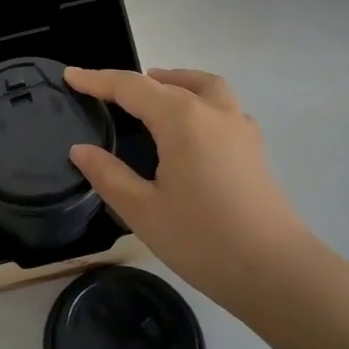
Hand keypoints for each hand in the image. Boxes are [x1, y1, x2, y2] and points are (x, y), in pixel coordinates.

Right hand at [64, 67, 317, 313]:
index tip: (70, 75)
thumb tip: (80, 149)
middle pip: (170, 81)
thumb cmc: (203, 240)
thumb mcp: (143, 210)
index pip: (131, 87)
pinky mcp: (254, 149)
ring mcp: (240, 128)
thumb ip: (108, 175)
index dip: (97, 79)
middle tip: (109, 92)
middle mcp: (213, 112)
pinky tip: (190, 132)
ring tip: (154, 96)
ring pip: (206, 86)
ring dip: (177, 82)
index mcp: (181, 119)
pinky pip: (222, 107)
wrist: (278, 273)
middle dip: (137, 80)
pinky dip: (199, 102)